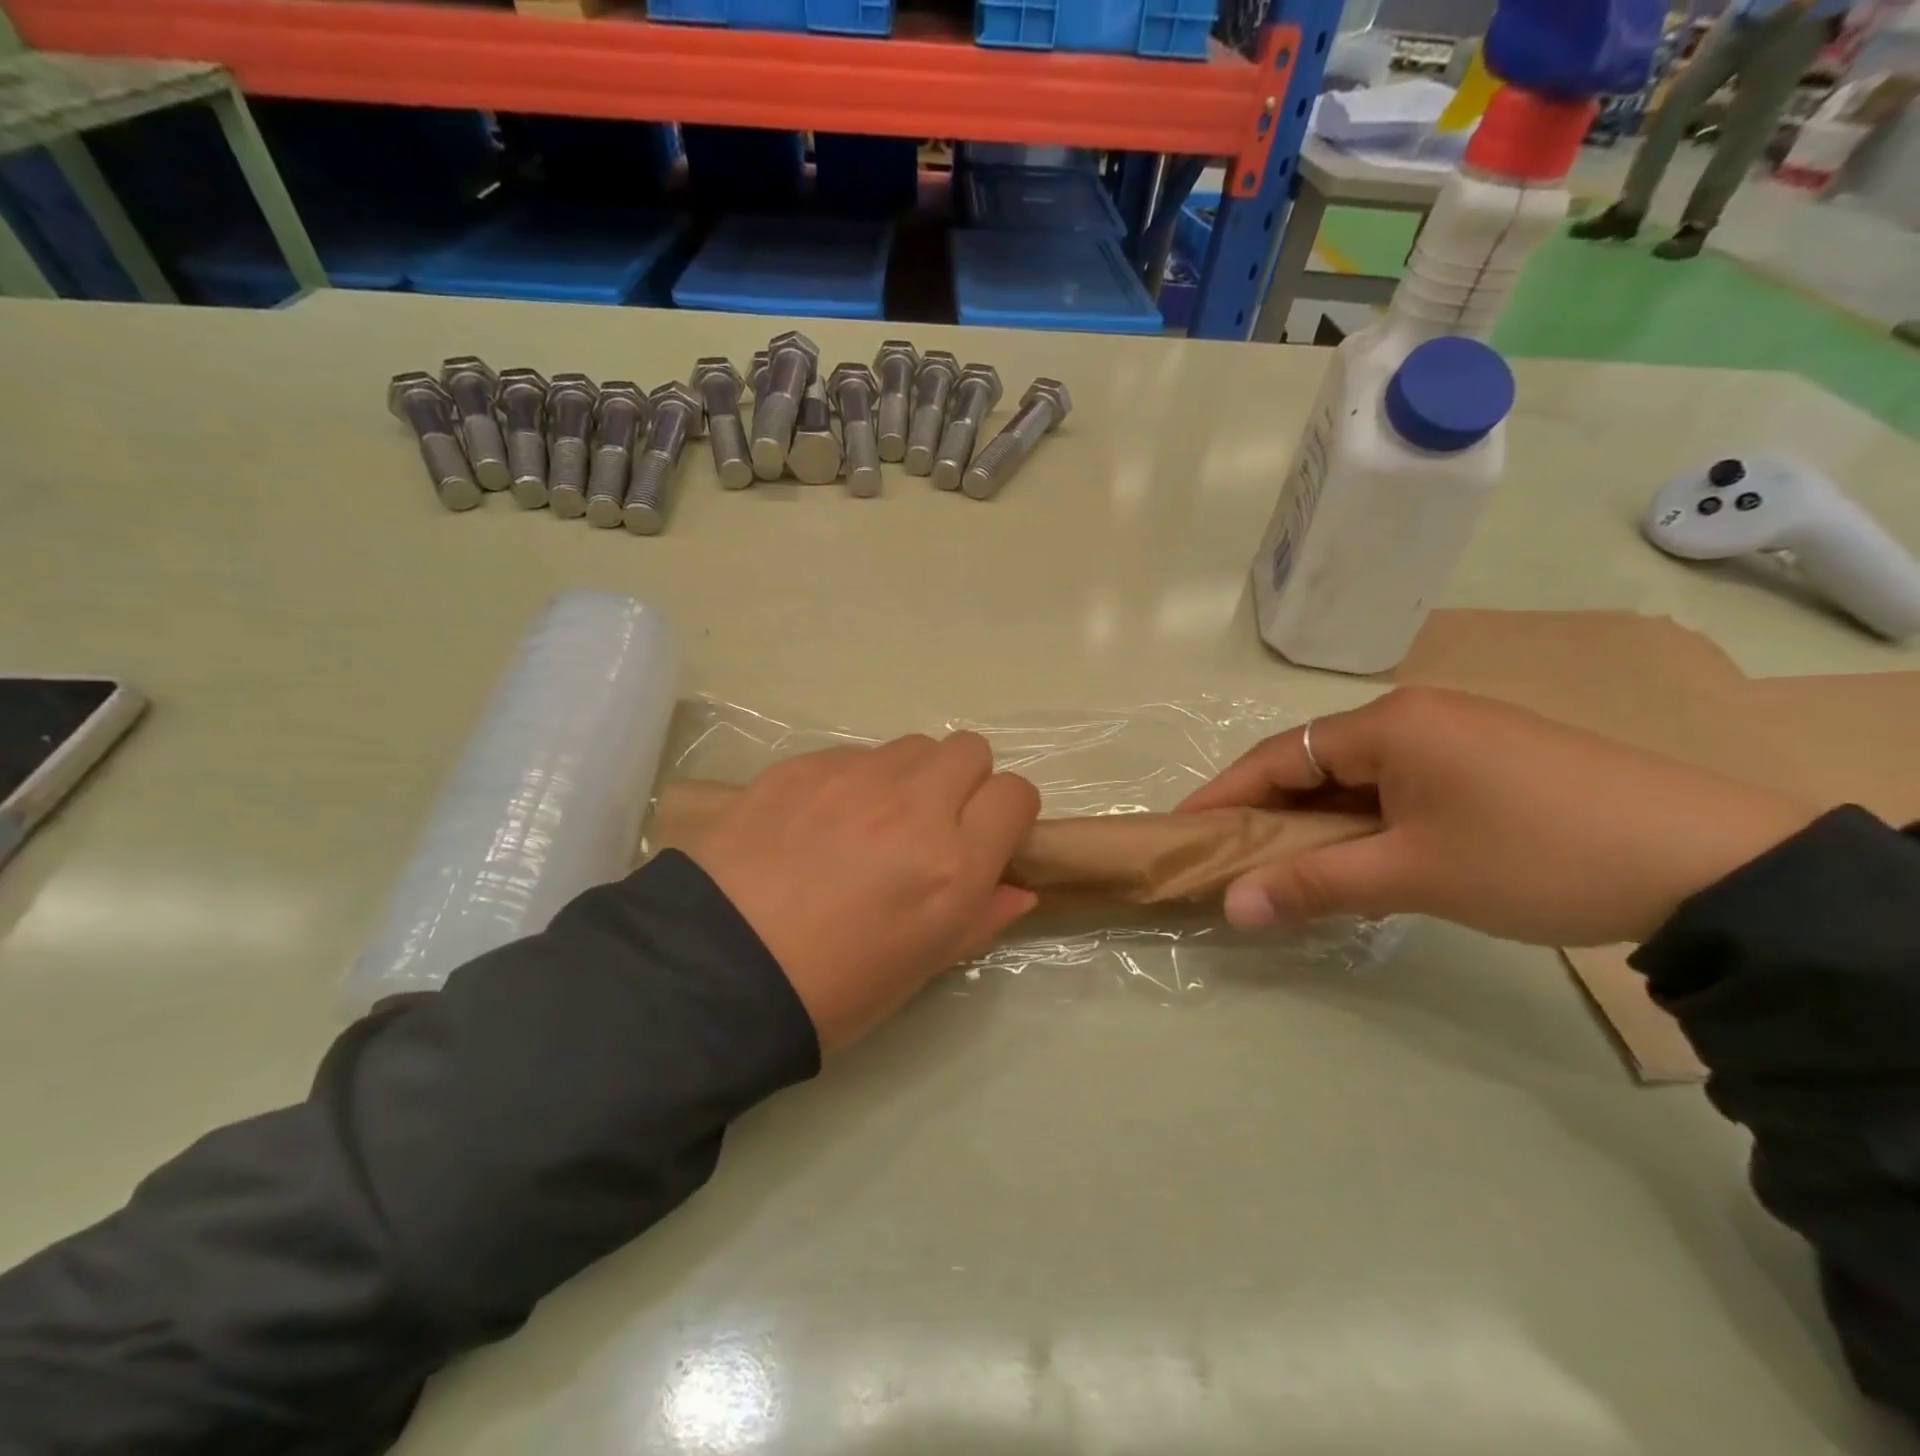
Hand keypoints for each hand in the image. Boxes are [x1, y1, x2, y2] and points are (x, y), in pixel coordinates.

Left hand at [685, 733, 1040, 1051]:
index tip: (986, 836)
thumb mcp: (919, 968)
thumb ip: (979, 919)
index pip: (1015, 794)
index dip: (1007, 814)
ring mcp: (853, 779)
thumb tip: (1018, 889)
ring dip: (908, 776)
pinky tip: (818, 821)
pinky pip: (852, 755)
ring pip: (911, 746)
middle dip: (963, 781)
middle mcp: (913, 806)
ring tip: (871, 820)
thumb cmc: (830, 991)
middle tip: (930, 823)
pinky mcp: (801, 767)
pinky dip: (854, 779)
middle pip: (969, 750)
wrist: (712, 975)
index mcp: (952, 864)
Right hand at [1179, 688, 1818, 946]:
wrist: (1715, 864)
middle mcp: (1414, 716)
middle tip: (1231, 858)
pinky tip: (1360, 854)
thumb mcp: (1412, 874)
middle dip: (1268, 812)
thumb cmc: (1536, 856)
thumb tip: (1230, 906)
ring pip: (1356, 776)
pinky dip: (1363, 819)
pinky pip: (1398, 785)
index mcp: (1388, 725)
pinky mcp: (1488, 762)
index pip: (1277, 757)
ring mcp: (1456, 735)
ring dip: (1317, 820)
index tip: (1183, 830)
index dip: (1224, 795)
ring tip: (1286, 865)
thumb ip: (1312, 884)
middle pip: (1313, 762)